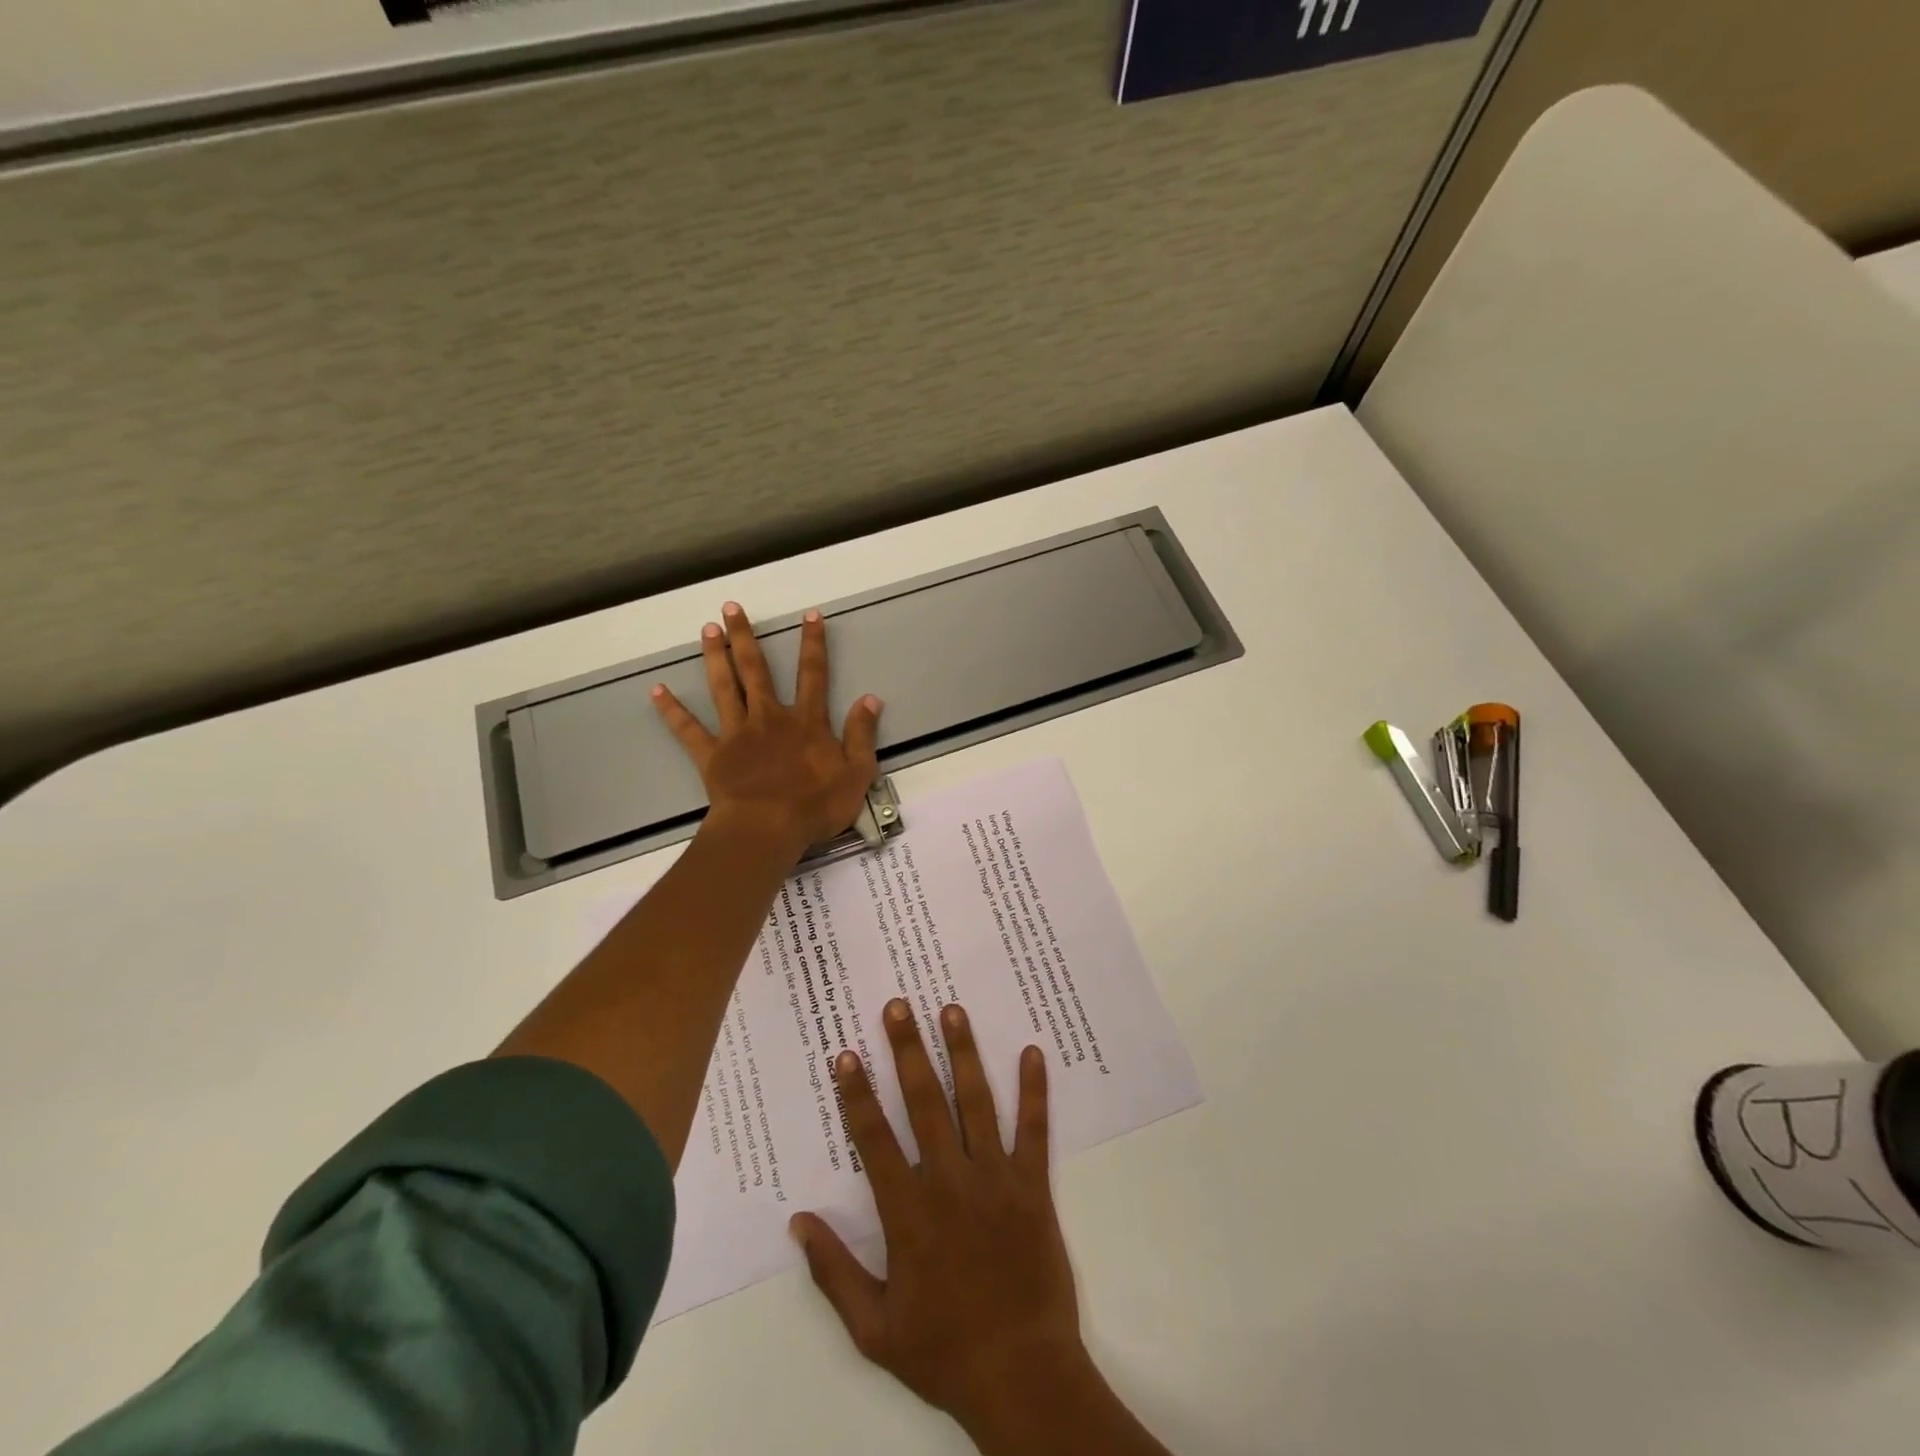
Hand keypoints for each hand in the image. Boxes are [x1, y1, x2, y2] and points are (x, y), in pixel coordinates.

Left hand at [653, 601, 881, 859]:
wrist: (767, 830)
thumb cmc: (815, 805)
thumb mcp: (856, 773)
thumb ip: (862, 734)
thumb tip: (870, 699)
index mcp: (806, 722)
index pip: (813, 675)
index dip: (813, 644)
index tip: (810, 615)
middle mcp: (769, 718)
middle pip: (756, 670)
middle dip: (745, 637)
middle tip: (731, 607)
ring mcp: (737, 734)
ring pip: (724, 688)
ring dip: (716, 657)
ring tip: (707, 630)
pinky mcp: (712, 755)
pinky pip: (689, 730)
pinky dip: (672, 711)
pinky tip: (656, 691)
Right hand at [792, 1001, 1087, 1436]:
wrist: (1022, 1376)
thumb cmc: (943, 1351)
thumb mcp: (873, 1329)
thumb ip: (833, 1272)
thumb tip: (798, 1221)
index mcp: (909, 1214)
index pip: (875, 1140)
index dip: (858, 1095)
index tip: (847, 1055)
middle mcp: (951, 1182)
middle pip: (925, 1103)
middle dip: (908, 1051)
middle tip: (898, 1006)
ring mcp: (996, 1179)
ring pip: (977, 1103)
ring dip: (963, 1054)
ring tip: (952, 1010)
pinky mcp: (1034, 1185)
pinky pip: (1034, 1130)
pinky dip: (1034, 1089)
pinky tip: (1031, 1051)